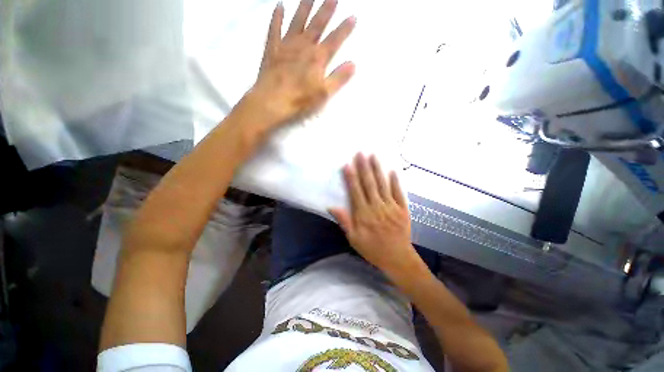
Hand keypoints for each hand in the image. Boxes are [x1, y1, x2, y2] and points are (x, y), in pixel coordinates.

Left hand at [249, 0, 355, 130]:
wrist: (272, 101)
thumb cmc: (300, 99)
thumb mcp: (323, 93)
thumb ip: (338, 78)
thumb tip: (353, 64)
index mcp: (317, 58)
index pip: (334, 40)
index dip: (344, 28)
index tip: (353, 16)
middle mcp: (303, 46)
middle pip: (317, 24)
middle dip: (326, 9)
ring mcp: (286, 45)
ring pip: (297, 21)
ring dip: (305, 7)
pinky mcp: (272, 49)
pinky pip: (275, 28)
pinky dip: (277, 17)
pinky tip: (279, 6)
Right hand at [329, 153, 421, 277]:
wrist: (398, 258)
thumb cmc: (373, 249)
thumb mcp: (354, 239)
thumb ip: (344, 221)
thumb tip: (332, 207)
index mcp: (364, 214)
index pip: (355, 192)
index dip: (351, 178)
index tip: (347, 164)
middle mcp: (377, 207)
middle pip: (369, 184)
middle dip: (364, 167)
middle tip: (360, 153)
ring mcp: (391, 207)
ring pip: (382, 185)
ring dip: (377, 170)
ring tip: (373, 156)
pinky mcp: (403, 209)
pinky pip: (398, 193)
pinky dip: (395, 181)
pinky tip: (392, 170)